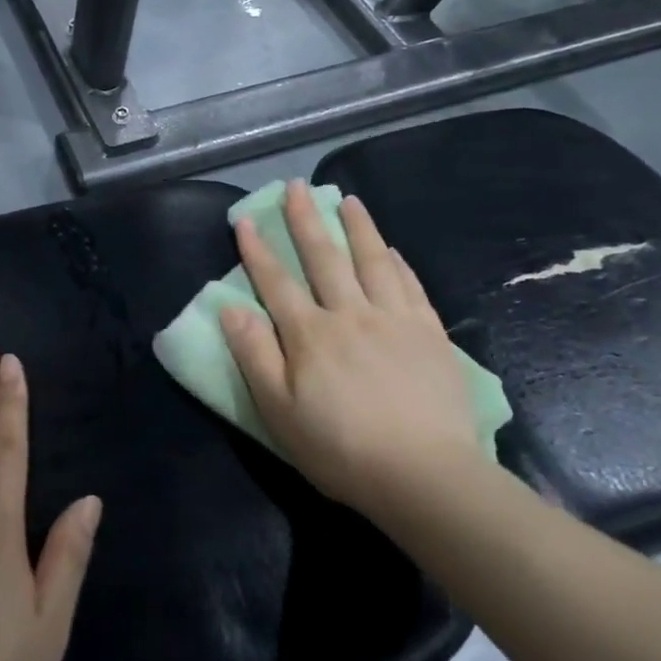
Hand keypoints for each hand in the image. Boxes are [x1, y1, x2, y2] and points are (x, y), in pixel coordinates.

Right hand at [217, 181, 481, 517]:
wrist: (424, 474)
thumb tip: (231, 308)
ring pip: (372, 261)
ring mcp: (394, 320)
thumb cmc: (340, 448)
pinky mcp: (429, 334)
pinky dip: (397, 263)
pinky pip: (410, 287)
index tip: (244, 219)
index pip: (276, 282)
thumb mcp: (279, 411)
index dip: (257, 250)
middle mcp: (350, 314)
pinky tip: (391, 250)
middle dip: (305, 220)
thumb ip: (254, 355)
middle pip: (324, 257)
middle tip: (296, 186)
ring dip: (357, 227)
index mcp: (310, 334)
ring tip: (347, 199)